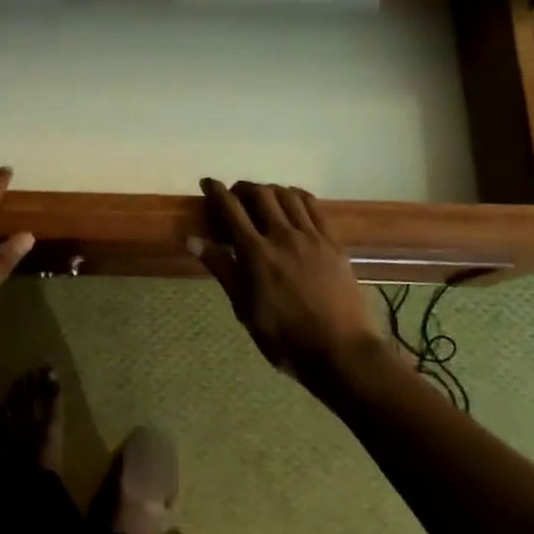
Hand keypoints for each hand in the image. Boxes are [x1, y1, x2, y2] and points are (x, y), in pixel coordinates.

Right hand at [193, 178, 406, 397]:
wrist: (341, 350)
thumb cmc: (284, 337)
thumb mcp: (244, 308)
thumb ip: (222, 268)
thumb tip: (192, 239)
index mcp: (256, 253)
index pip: (230, 209)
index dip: (216, 191)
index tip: (207, 183)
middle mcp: (282, 236)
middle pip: (260, 194)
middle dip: (242, 188)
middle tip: (234, 196)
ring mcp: (311, 237)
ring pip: (287, 195)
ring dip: (269, 190)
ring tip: (262, 198)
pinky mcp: (333, 242)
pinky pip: (314, 207)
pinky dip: (297, 196)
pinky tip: (292, 201)